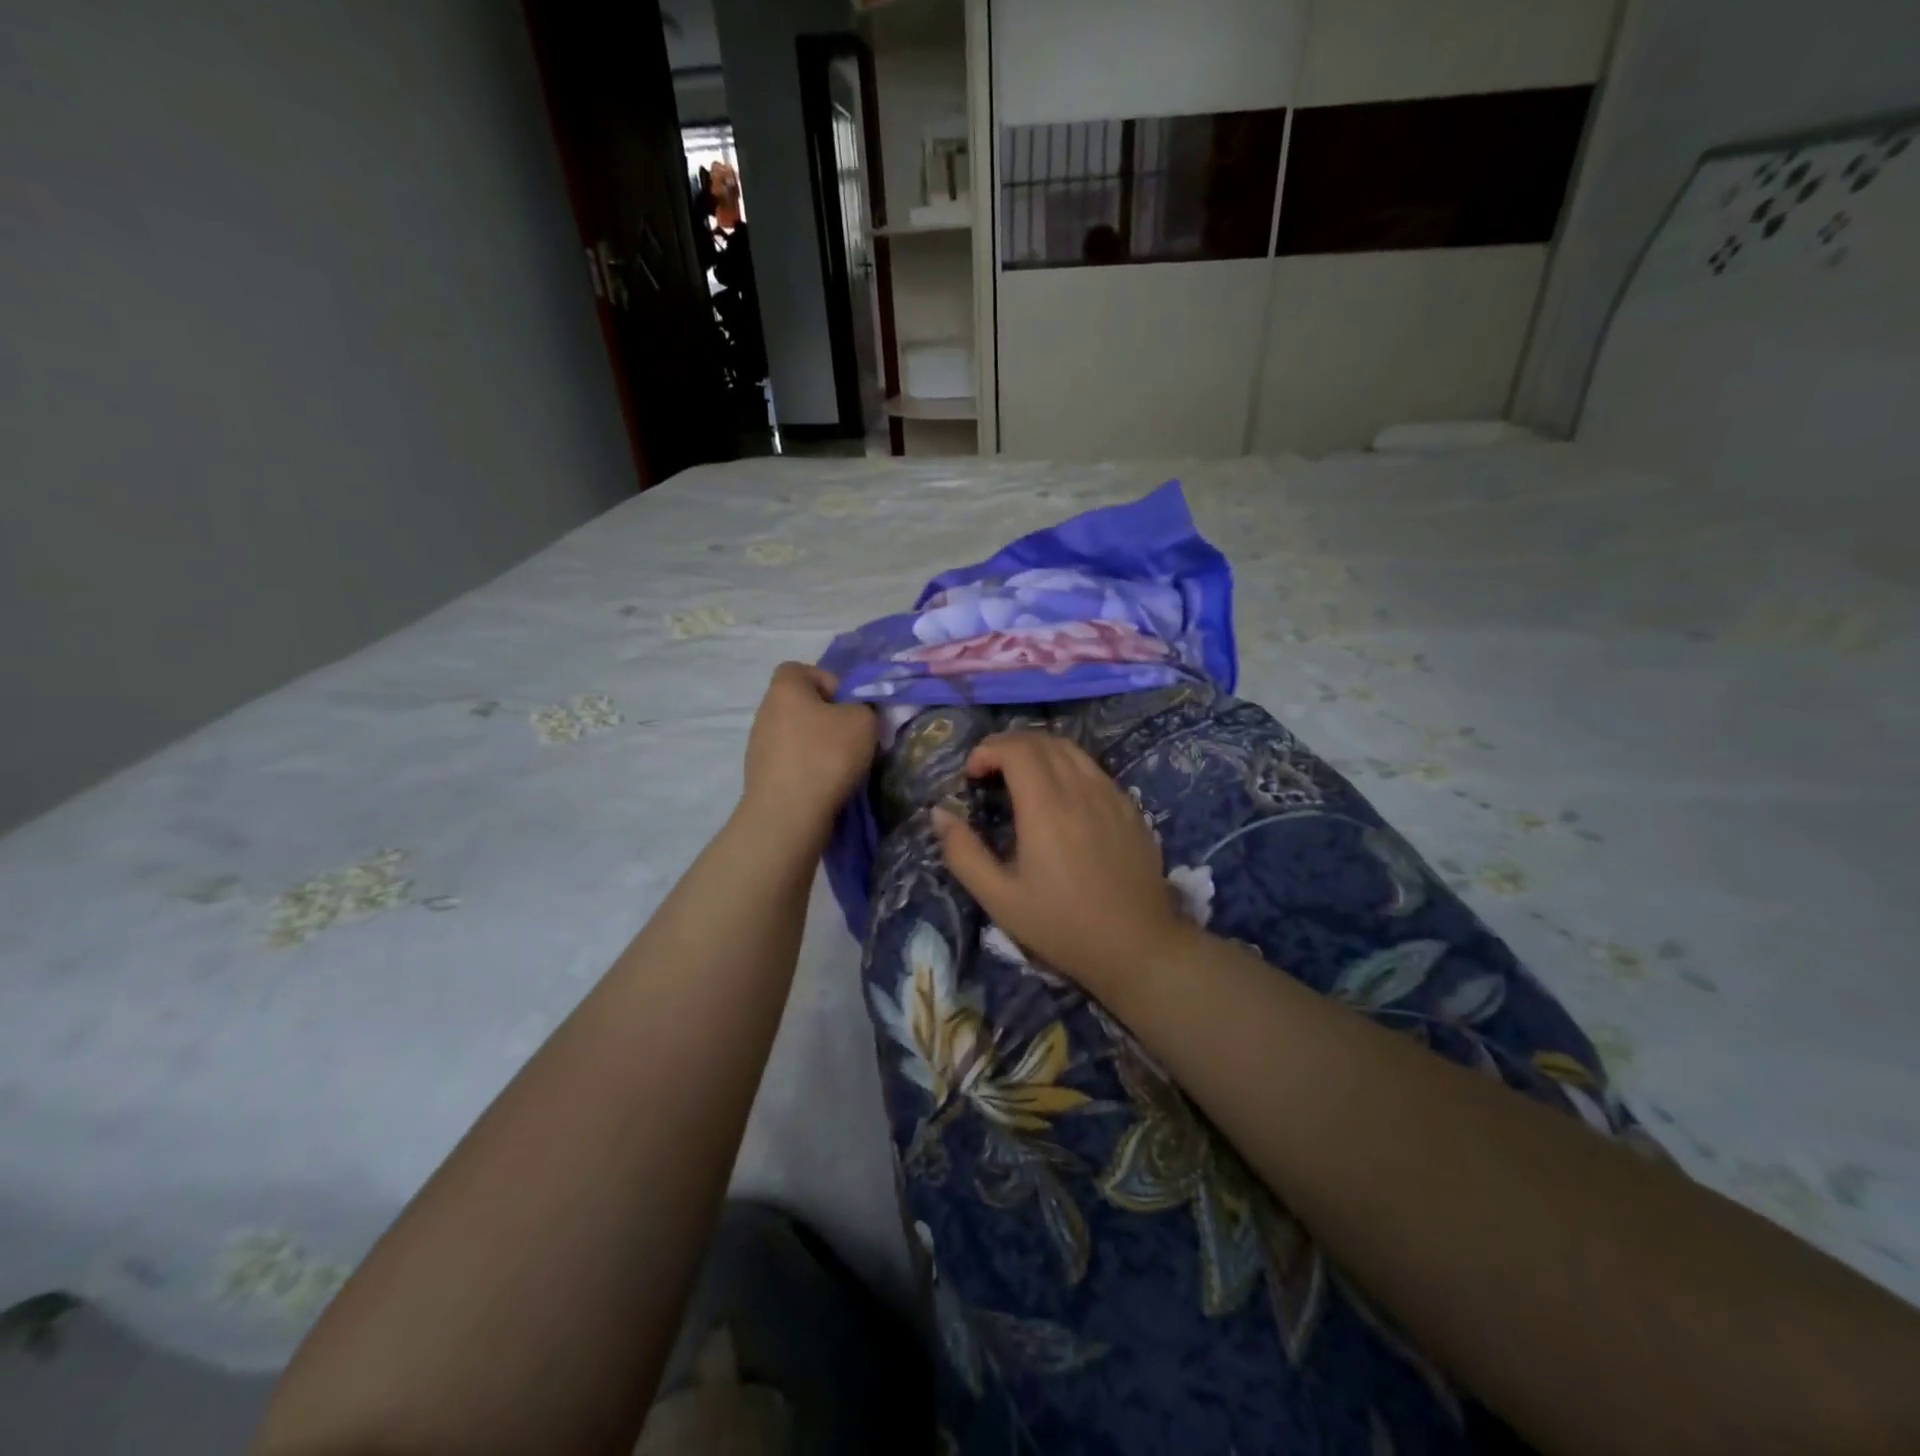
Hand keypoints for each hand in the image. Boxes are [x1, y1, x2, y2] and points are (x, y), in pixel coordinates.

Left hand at [739, 664, 876, 845]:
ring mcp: (759, 744)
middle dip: (828, 717)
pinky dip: (808, 768)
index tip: (849, 705)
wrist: (788, 814)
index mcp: (785, 688)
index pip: (802, 669)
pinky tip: (824, 785)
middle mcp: (765, 711)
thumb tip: (855, 713)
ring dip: (818, 745)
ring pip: (796, 734)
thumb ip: (864, 707)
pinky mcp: (761, 775)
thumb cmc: (826, 756)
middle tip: (852, 737)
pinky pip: (791, 760)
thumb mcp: (863, 721)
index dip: (829, 681)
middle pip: (801, 704)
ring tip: (841, 766)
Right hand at [932, 732, 1190, 997]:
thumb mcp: (999, 898)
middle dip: (1008, 745)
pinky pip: (1093, 769)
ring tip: (1020, 778)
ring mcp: (1112, 795)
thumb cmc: (1061, 925)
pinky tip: (1060, 798)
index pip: (1016, 749)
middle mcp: (1081, 789)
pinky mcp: (1131, 808)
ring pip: (1071, 749)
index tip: (971, 775)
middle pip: (1042, 740)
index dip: (987, 750)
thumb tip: (939, 813)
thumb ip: (963, 852)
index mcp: (1046, 807)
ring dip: (1039, 751)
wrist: (1138, 947)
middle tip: (989, 772)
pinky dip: (1067, 766)